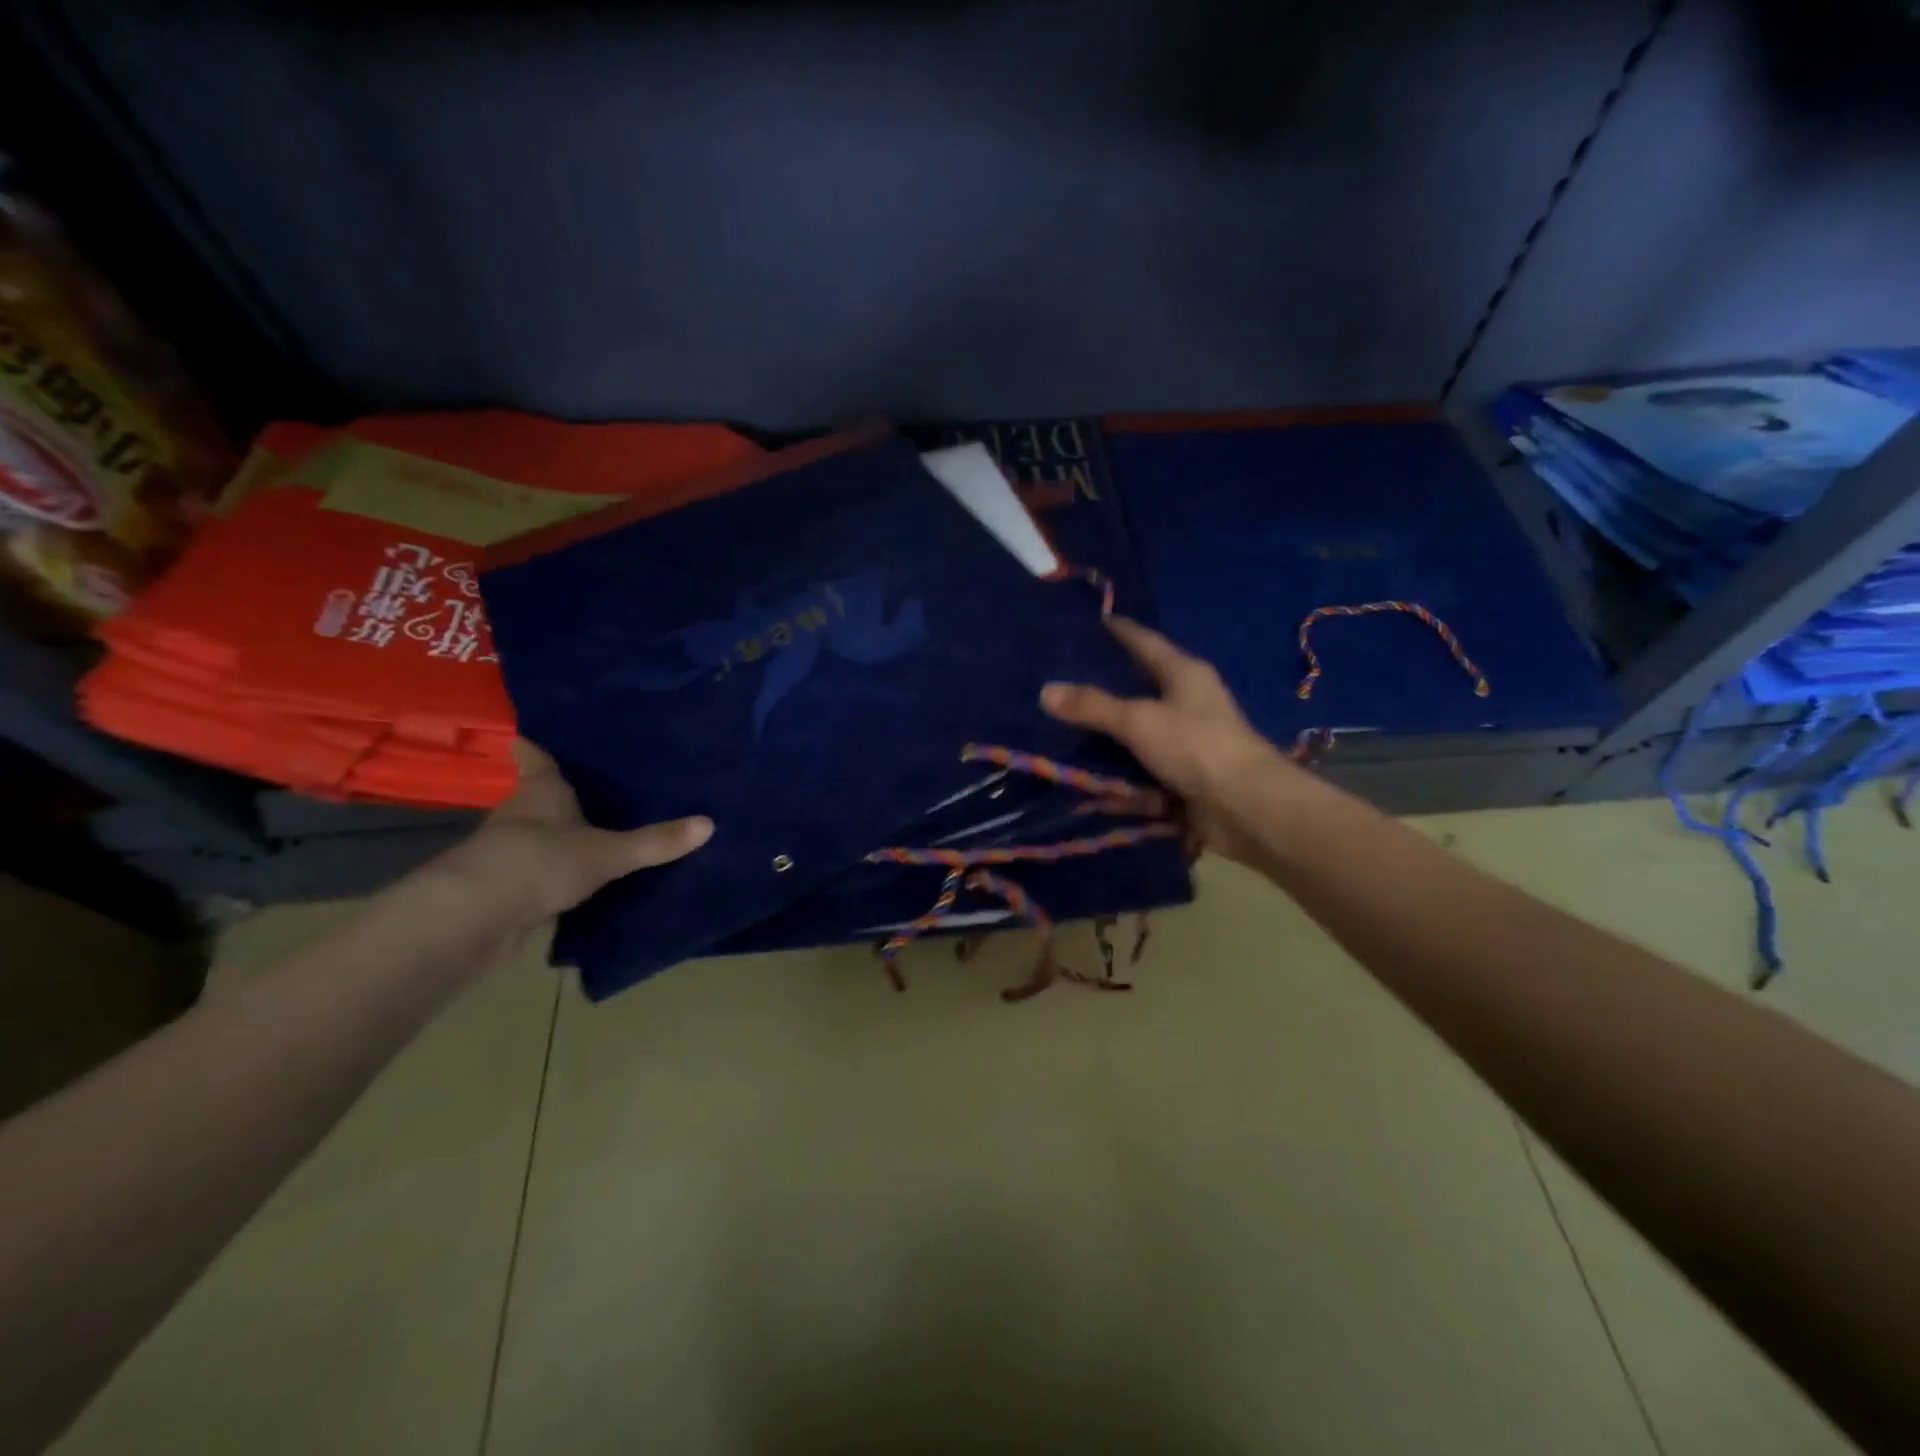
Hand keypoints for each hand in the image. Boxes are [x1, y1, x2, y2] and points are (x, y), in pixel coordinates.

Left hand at [438, 739, 712, 926]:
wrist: (474, 919)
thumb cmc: (540, 861)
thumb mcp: (608, 852)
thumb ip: (655, 842)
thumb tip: (709, 823)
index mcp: (542, 791)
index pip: (535, 758)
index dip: (536, 746)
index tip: (534, 734)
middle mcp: (521, 815)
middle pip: (539, 797)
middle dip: (563, 794)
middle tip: (602, 786)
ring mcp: (508, 853)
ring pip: (539, 836)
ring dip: (560, 837)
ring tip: (603, 832)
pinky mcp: (507, 889)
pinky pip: (540, 873)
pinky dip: (558, 874)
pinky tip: (585, 881)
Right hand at [1041, 618, 1296, 862]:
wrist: (1245, 809)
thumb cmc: (1196, 747)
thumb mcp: (1139, 720)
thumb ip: (1092, 706)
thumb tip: (1046, 691)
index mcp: (1185, 675)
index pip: (1145, 642)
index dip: (1120, 631)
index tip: (1094, 620)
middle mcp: (1188, 704)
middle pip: (1140, 689)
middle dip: (1104, 688)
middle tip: (1060, 680)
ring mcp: (1187, 745)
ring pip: (1137, 736)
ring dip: (1107, 740)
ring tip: (1060, 732)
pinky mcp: (1183, 780)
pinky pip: (1141, 775)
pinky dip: (1118, 781)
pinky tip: (1085, 784)